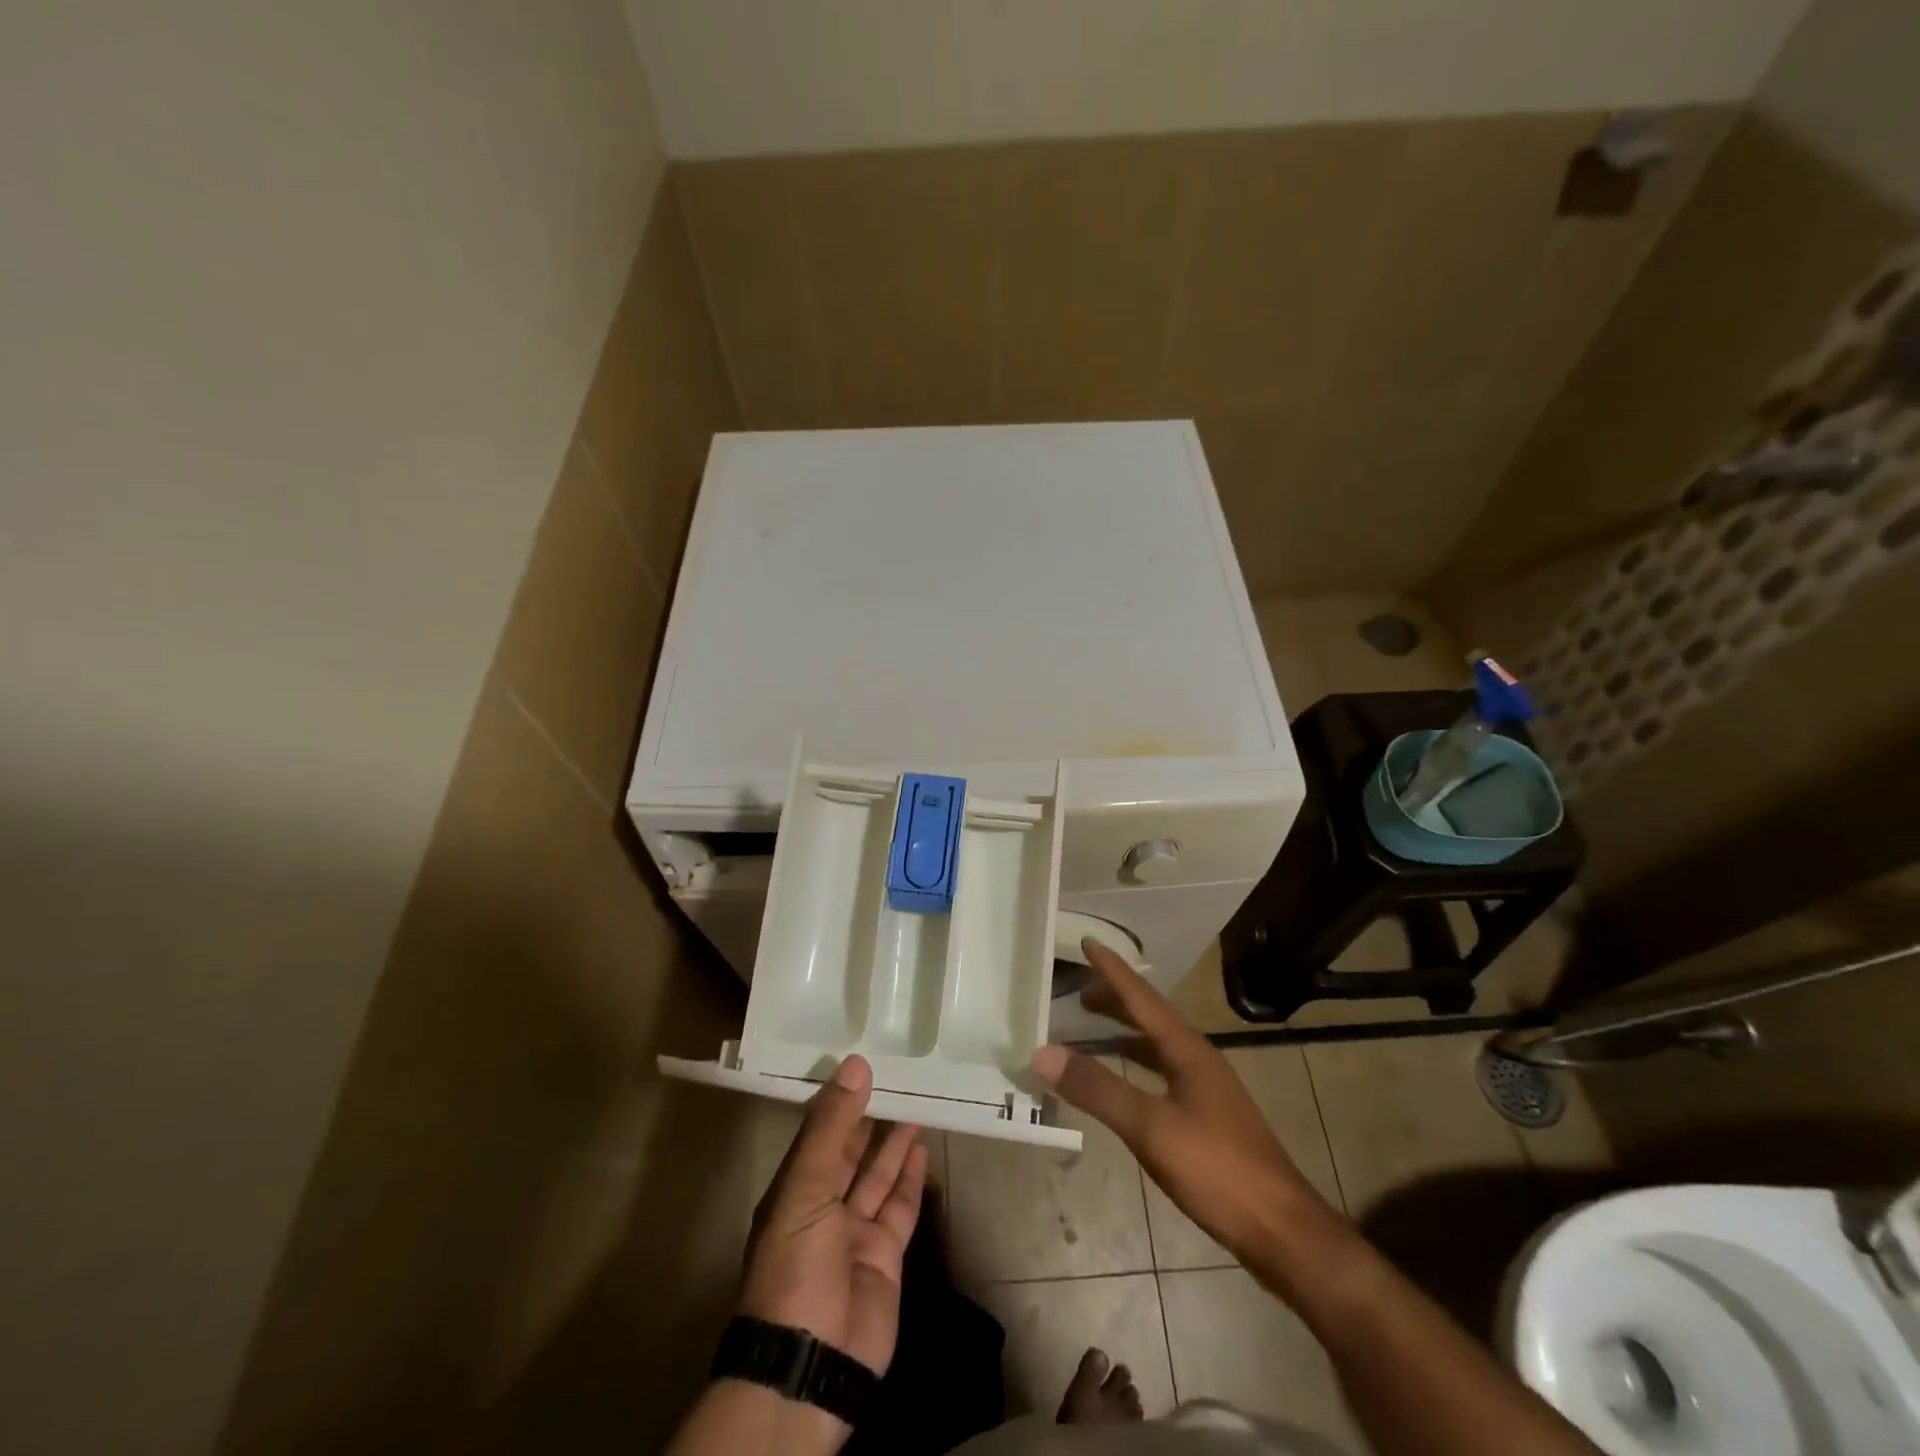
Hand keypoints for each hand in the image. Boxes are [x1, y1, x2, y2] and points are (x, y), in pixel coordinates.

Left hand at [738, 1054, 927, 1381]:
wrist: (813, 1360)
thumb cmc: (796, 1263)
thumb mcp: (806, 1185)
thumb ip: (832, 1125)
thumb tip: (855, 1064)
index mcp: (793, 1190)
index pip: (818, 1135)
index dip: (840, 1102)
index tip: (863, 1065)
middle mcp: (822, 1208)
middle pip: (849, 1154)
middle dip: (869, 1121)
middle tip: (896, 1079)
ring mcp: (854, 1234)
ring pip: (876, 1178)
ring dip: (893, 1145)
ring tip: (914, 1105)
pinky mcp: (885, 1256)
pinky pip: (899, 1207)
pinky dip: (910, 1179)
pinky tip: (921, 1150)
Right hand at [1032, 940, 1335, 1261]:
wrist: (1282, 1231)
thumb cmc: (1218, 1170)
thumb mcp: (1151, 1128)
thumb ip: (1098, 1089)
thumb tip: (1042, 1052)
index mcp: (1188, 1051)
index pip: (1143, 998)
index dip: (1113, 970)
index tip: (1088, 941)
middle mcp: (1198, 1060)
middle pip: (1151, 1017)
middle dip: (1116, 1000)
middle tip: (1077, 992)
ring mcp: (1206, 1090)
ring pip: (1156, 1046)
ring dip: (1125, 1032)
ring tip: (1091, 1028)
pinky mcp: (1207, 1118)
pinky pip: (1160, 1074)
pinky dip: (1134, 1066)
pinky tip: (1123, 1084)